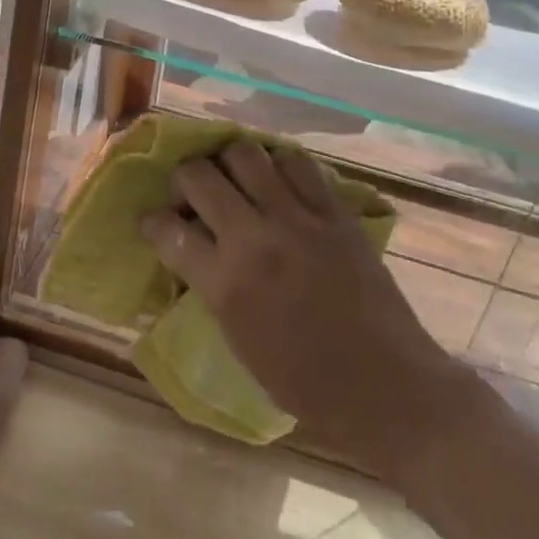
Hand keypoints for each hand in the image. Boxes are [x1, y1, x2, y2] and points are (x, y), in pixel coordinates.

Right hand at [140, 141, 455, 475]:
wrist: (385, 385)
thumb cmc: (304, 382)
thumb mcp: (238, 340)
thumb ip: (211, 286)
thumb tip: (194, 249)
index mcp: (226, 284)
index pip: (168, 231)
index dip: (153, 221)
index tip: (155, 222)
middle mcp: (255, 239)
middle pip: (199, 176)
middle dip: (183, 178)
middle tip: (191, 193)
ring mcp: (299, 219)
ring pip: (246, 154)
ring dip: (229, 162)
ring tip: (234, 178)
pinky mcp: (335, 212)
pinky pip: (299, 163)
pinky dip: (278, 163)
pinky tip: (277, 179)